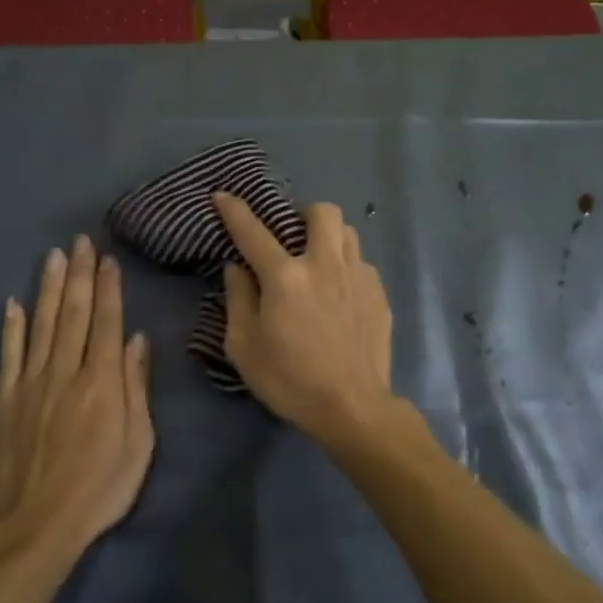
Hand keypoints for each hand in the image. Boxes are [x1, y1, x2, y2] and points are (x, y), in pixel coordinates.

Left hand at [0, 237, 153, 559]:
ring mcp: (32, 383)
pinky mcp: (6, 400)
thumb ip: (136, 387)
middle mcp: (66, 371)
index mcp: (102, 381)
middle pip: (74, 313)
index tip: (107, 258)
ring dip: (48, 288)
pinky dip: (11, 327)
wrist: (38, 525)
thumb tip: (137, 340)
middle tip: (80, 241)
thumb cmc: (101, 486)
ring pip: (42, 324)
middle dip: (79, 274)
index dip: (108, 287)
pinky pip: (9, 355)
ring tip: (53, 256)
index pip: (107, 322)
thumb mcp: (138, 442)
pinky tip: (13, 303)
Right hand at [214, 194, 394, 444]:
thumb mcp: (244, 346)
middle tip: (293, 237)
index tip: (223, 195)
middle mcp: (325, 264)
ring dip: (330, 237)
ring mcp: (358, 276)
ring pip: (348, 232)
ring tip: (319, 261)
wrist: (352, 407)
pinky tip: (341, 295)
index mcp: (286, 277)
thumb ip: (238, 299)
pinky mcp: (379, 293)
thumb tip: (236, 268)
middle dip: (304, 214)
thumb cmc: (289, 380)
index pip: (253, 232)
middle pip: (322, 212)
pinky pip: (362, 263)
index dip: (235, 210)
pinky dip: (347, 268)